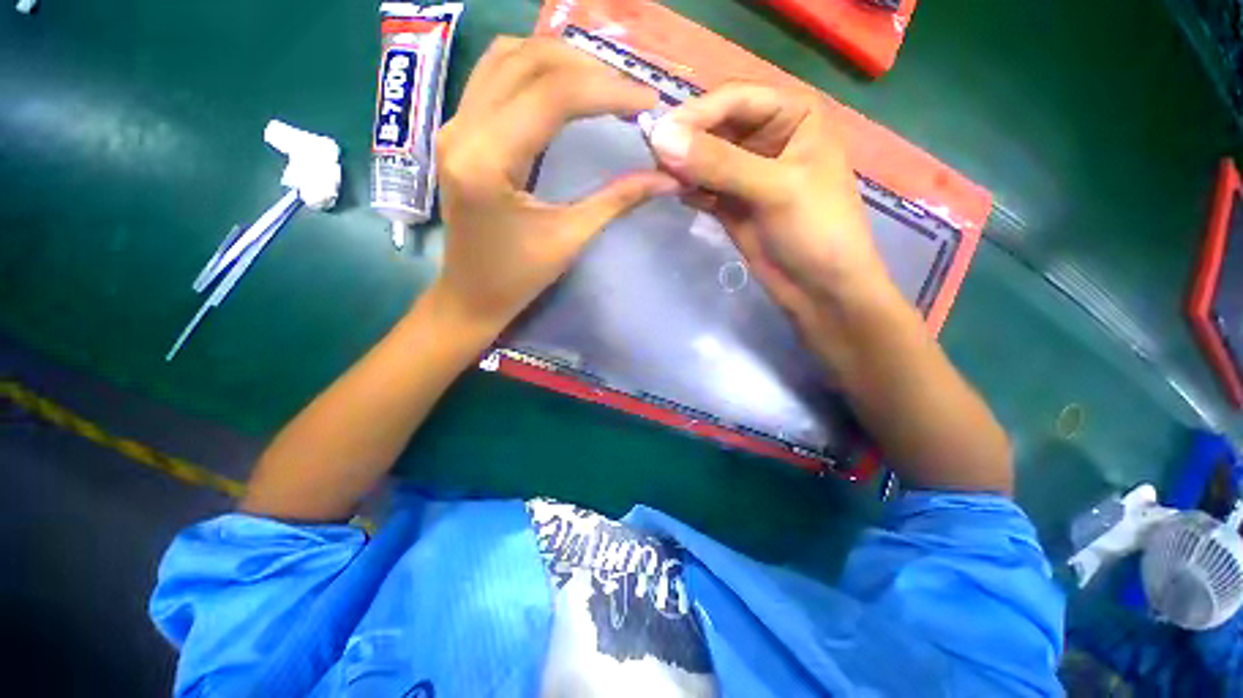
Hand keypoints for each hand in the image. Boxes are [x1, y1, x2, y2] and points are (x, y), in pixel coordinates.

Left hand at [432, 37, 678, 332]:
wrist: (471, 295)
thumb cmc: (518, 278)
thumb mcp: (570, 238)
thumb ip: (617, 199)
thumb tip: (667, 178)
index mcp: (487, 161)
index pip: (553, 96)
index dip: (608, 91)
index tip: (649, 102)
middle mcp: (461, 129)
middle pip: (529, 61)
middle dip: (589, 69)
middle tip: (630, 94)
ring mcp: (453, 124)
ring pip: (509, 57)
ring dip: (561, 62)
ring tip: (603, 86)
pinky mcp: (458, 130)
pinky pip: (496, 75)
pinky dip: (536, 71)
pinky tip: (565, 89)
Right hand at [647, 82, 892, 331]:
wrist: (820, 288)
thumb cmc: (816, 229)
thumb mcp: (775, 189)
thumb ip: (719, 163)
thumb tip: (659, 138)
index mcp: (793, 114)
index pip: (733, 99)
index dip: (695, 114)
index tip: (658, 136)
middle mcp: (767, 135)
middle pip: (713, 126)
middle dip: (685, 143)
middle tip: (656, 164)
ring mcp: (746, 171)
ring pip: (703, 158)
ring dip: (682, 168)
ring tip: (664, 183)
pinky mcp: (731, 202)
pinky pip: (701, 185)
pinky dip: (688, 190)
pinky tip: (681, 198)